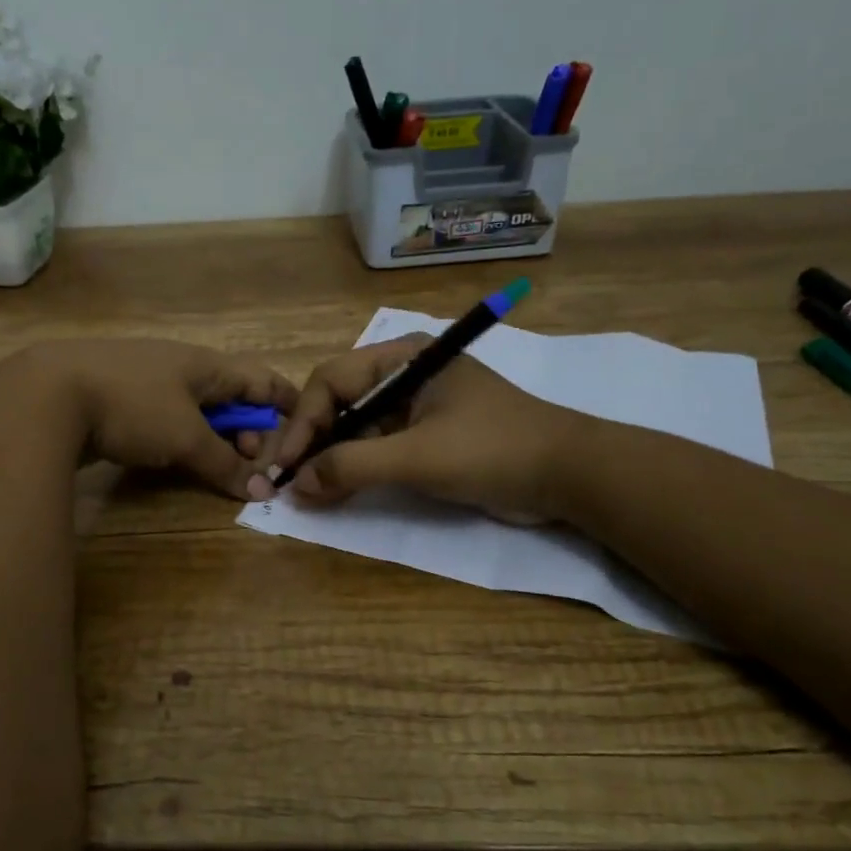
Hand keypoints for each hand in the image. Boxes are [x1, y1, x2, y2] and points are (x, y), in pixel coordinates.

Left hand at [16, 339, 298, 499]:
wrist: (47, 395)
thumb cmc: (132, 406)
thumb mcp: (185, 437)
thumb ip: (224, 464)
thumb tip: (260, 491)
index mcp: (205, 364)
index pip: (259, 379)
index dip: (284, 401)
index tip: (304, 424)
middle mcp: (179, 365)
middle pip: (229, 395)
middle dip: (247, 429)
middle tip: (249, 462)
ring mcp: (145, 379)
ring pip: (194, 408)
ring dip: (212, 436)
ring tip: (214, 465)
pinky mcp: (116, 398)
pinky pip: (163, 417)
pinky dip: (178, 438)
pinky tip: (171, 458)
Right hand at [251, 336, 582, 521]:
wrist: (568, 475)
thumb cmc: (492, 450)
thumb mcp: (418, 457)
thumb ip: (353, 466)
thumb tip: (297, 484)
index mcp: (402, 358)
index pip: (331, 381)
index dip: (302, 423)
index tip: (286, 464)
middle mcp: (403, 375)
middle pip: (338, 403)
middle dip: (310, 441)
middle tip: (282, 478)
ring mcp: (414, 408)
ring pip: (354, 428)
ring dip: (328, 458)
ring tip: (301, 491)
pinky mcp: (425, 437)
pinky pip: (376, 448)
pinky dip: (353, 469)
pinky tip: (331, 492)